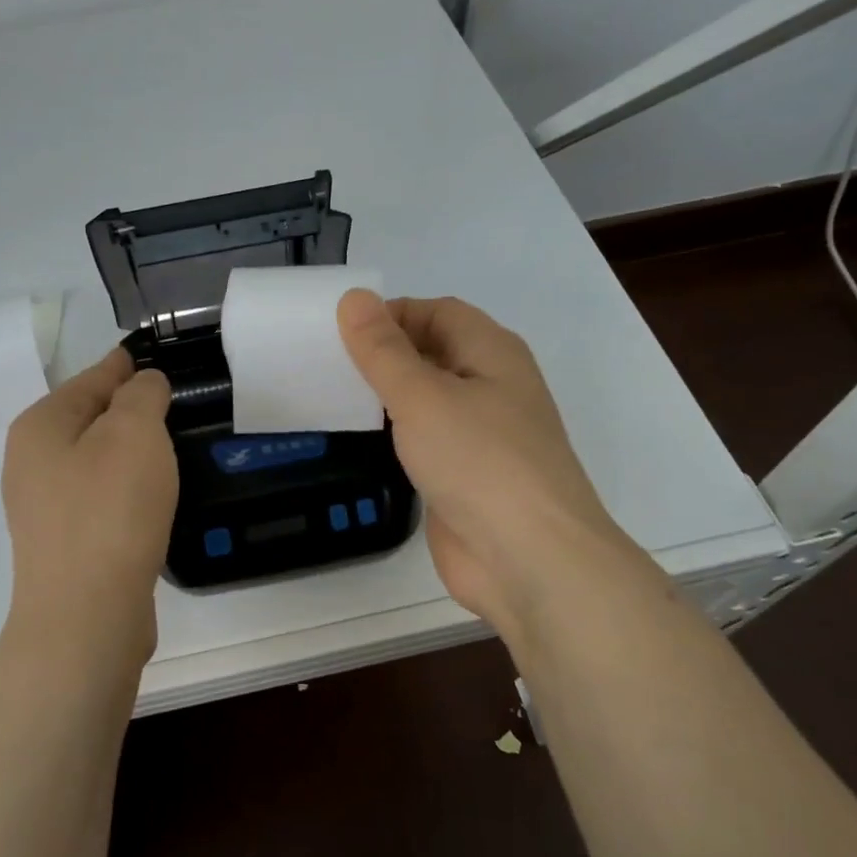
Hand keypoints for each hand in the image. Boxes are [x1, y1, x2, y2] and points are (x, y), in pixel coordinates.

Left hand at [1, 347, 177, 665]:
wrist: (86, 616)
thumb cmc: (110, 510)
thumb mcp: (134, 433)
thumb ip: (141, 395)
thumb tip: (143, 383)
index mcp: (40, 426)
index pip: (91, 379)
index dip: (124, 366)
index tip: (153, 359)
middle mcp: (31, 462)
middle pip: (89, 420)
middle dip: (129, 410)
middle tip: (175, 405)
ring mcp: (44, 508)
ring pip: (95, 461)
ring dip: (129, 453)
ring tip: (170, 448)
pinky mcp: (65, 545)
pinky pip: (100, 499)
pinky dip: (126, 490)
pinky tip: (152, 498)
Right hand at [337, 289, 640, 639]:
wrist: (530, 559)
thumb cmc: (480, 461)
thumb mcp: (422, 396)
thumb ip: (383, 350)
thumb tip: (354, 298)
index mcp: (492, 352)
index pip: (436, 312)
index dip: (390, 314)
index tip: (339, 332)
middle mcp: (491, 386)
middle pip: (432, 352)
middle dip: (383, 354)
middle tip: (325, 363)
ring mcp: (481, 434)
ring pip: (427, 399)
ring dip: (386, 395)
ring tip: (331, 395)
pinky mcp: (466, 476)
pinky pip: (426, 440)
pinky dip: (396, 434)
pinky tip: (360, 440)